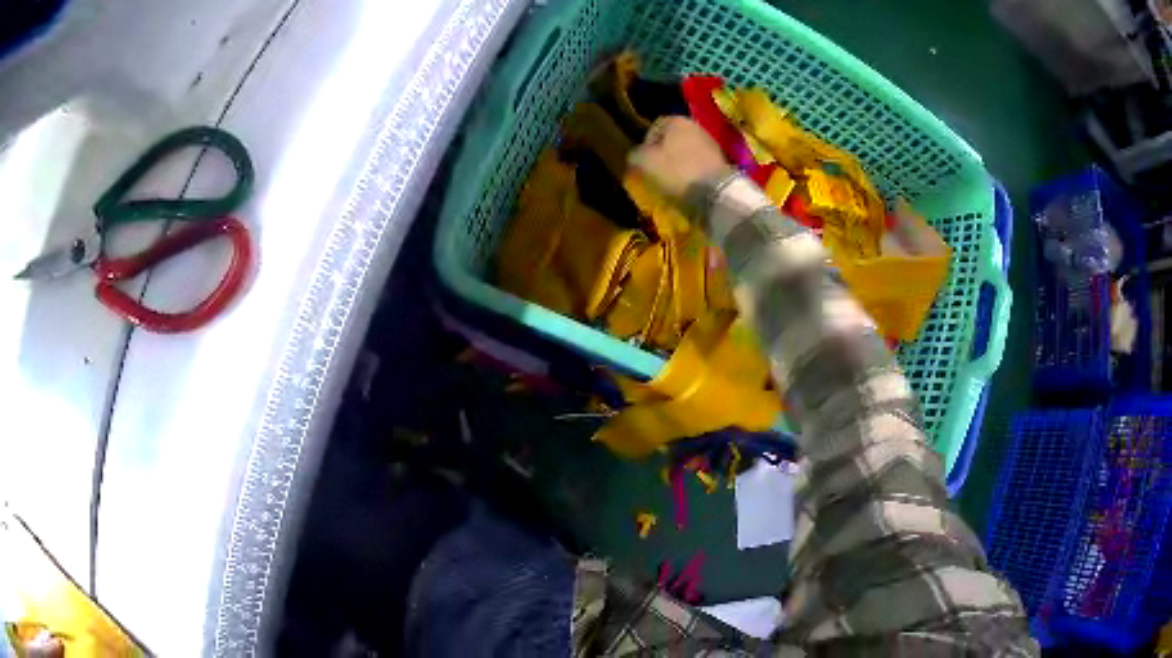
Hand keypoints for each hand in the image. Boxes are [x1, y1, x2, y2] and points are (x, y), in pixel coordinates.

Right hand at [628, 117, 731, 198]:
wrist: (715, 192)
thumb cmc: (676, 171)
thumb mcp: (645, 162)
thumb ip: (635, 154)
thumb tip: (635, 155)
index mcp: (676, 120)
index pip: (654, 126)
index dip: (646, 143)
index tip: (643, 161)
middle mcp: (695, 126)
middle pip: (672, 139)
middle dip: (663, 153)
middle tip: (655, 171)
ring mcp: (710, 142)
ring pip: (686, 150)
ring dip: (678, 163)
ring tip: (671, 180)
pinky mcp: (721, 160)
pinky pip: (698, 163)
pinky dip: (691, 171)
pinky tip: (687, 184)